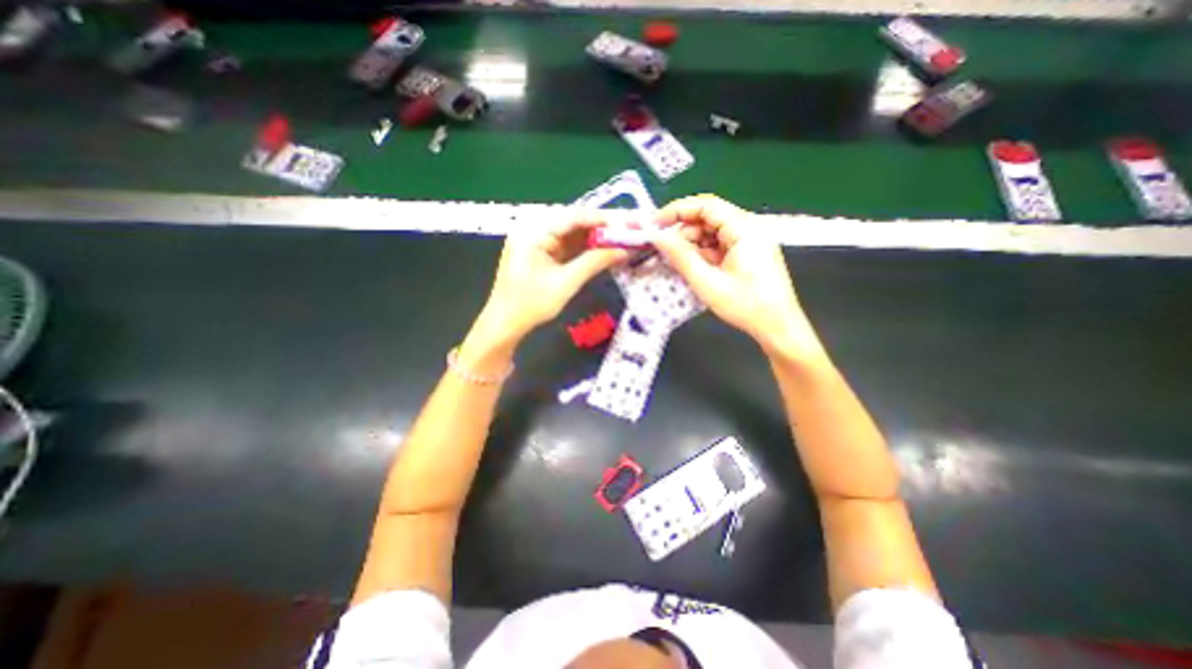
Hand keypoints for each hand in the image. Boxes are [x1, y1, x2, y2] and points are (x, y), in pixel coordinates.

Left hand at [476, 208, 627, 344]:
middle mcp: (534, 229)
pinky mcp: (541, 252)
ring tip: (622, 238)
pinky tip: (604, 248)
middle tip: (629, 229)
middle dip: (602, 226)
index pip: (574, 217)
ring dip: (595, 237)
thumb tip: (623, 250)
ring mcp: (537, 240)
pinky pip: (567, 244)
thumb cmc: (531, 304)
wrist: (506, 324)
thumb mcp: (566, 283)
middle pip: (574, 222)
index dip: (603, 218)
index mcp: (534, 231)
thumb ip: (594, 262)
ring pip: (572, 233)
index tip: (628, 221)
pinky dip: (585, 248)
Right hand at [649, 192, 826, 359]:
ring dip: (691, 244)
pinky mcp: (748, 252)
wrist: (778, 327)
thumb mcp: (707, 282)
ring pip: (712, 232)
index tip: (653, 224)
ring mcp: (750, 240)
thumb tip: (656, 235)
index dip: (676, 211)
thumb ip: (680, 256)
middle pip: (708, 218)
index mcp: (745, 228)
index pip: (705, 205)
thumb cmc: (745, 305)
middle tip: (662, 249)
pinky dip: (703, 253)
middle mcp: (749, 227)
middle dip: (683, 231)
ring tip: (677, 262)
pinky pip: (719, 244)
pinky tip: (693, 267)